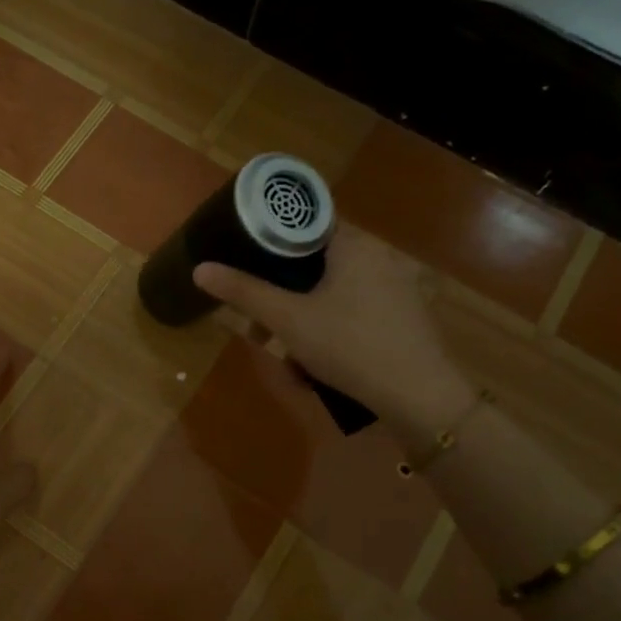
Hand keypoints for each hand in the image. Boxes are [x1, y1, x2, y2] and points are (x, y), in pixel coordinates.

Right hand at [193, 226, 472, 437]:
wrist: (420, 397)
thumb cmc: (349, 346)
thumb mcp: (288, 320)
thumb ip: (244, 292)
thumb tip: (200, 269)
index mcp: (353, 244)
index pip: (305, 223)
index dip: (272, 242)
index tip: (249, 265)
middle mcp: (378, 256)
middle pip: (315, 265)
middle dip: (284, 297)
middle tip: (262, 327)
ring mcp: (396, 287)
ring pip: (332, 295)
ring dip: (304, 322)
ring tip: (288, 360)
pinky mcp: (404, 317)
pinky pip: (355, 313)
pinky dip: (331, 332)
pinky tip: (320, 367)